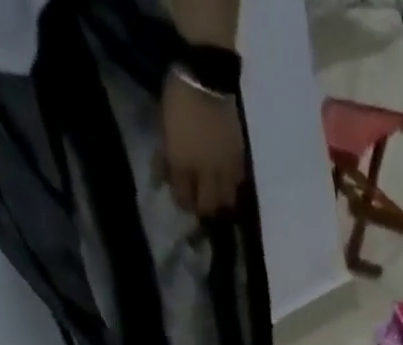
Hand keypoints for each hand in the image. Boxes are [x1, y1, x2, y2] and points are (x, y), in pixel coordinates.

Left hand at [158, 72, 245, 216]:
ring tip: (215, 193)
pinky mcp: (239, 161)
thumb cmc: (178, 100)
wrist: (206, 78)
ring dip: (220, 201)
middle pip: (208, 207)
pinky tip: (226, 180)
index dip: (182, 202)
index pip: (183, 199)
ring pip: (226, 201)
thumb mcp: (164, 129)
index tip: (181, 198)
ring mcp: (224, 169)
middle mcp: (205, 173)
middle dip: (202, 208)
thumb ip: (165, 157)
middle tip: (199, 201)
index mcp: (182, 164)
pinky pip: (237, 184)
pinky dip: (231, 186)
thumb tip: (162, 179)